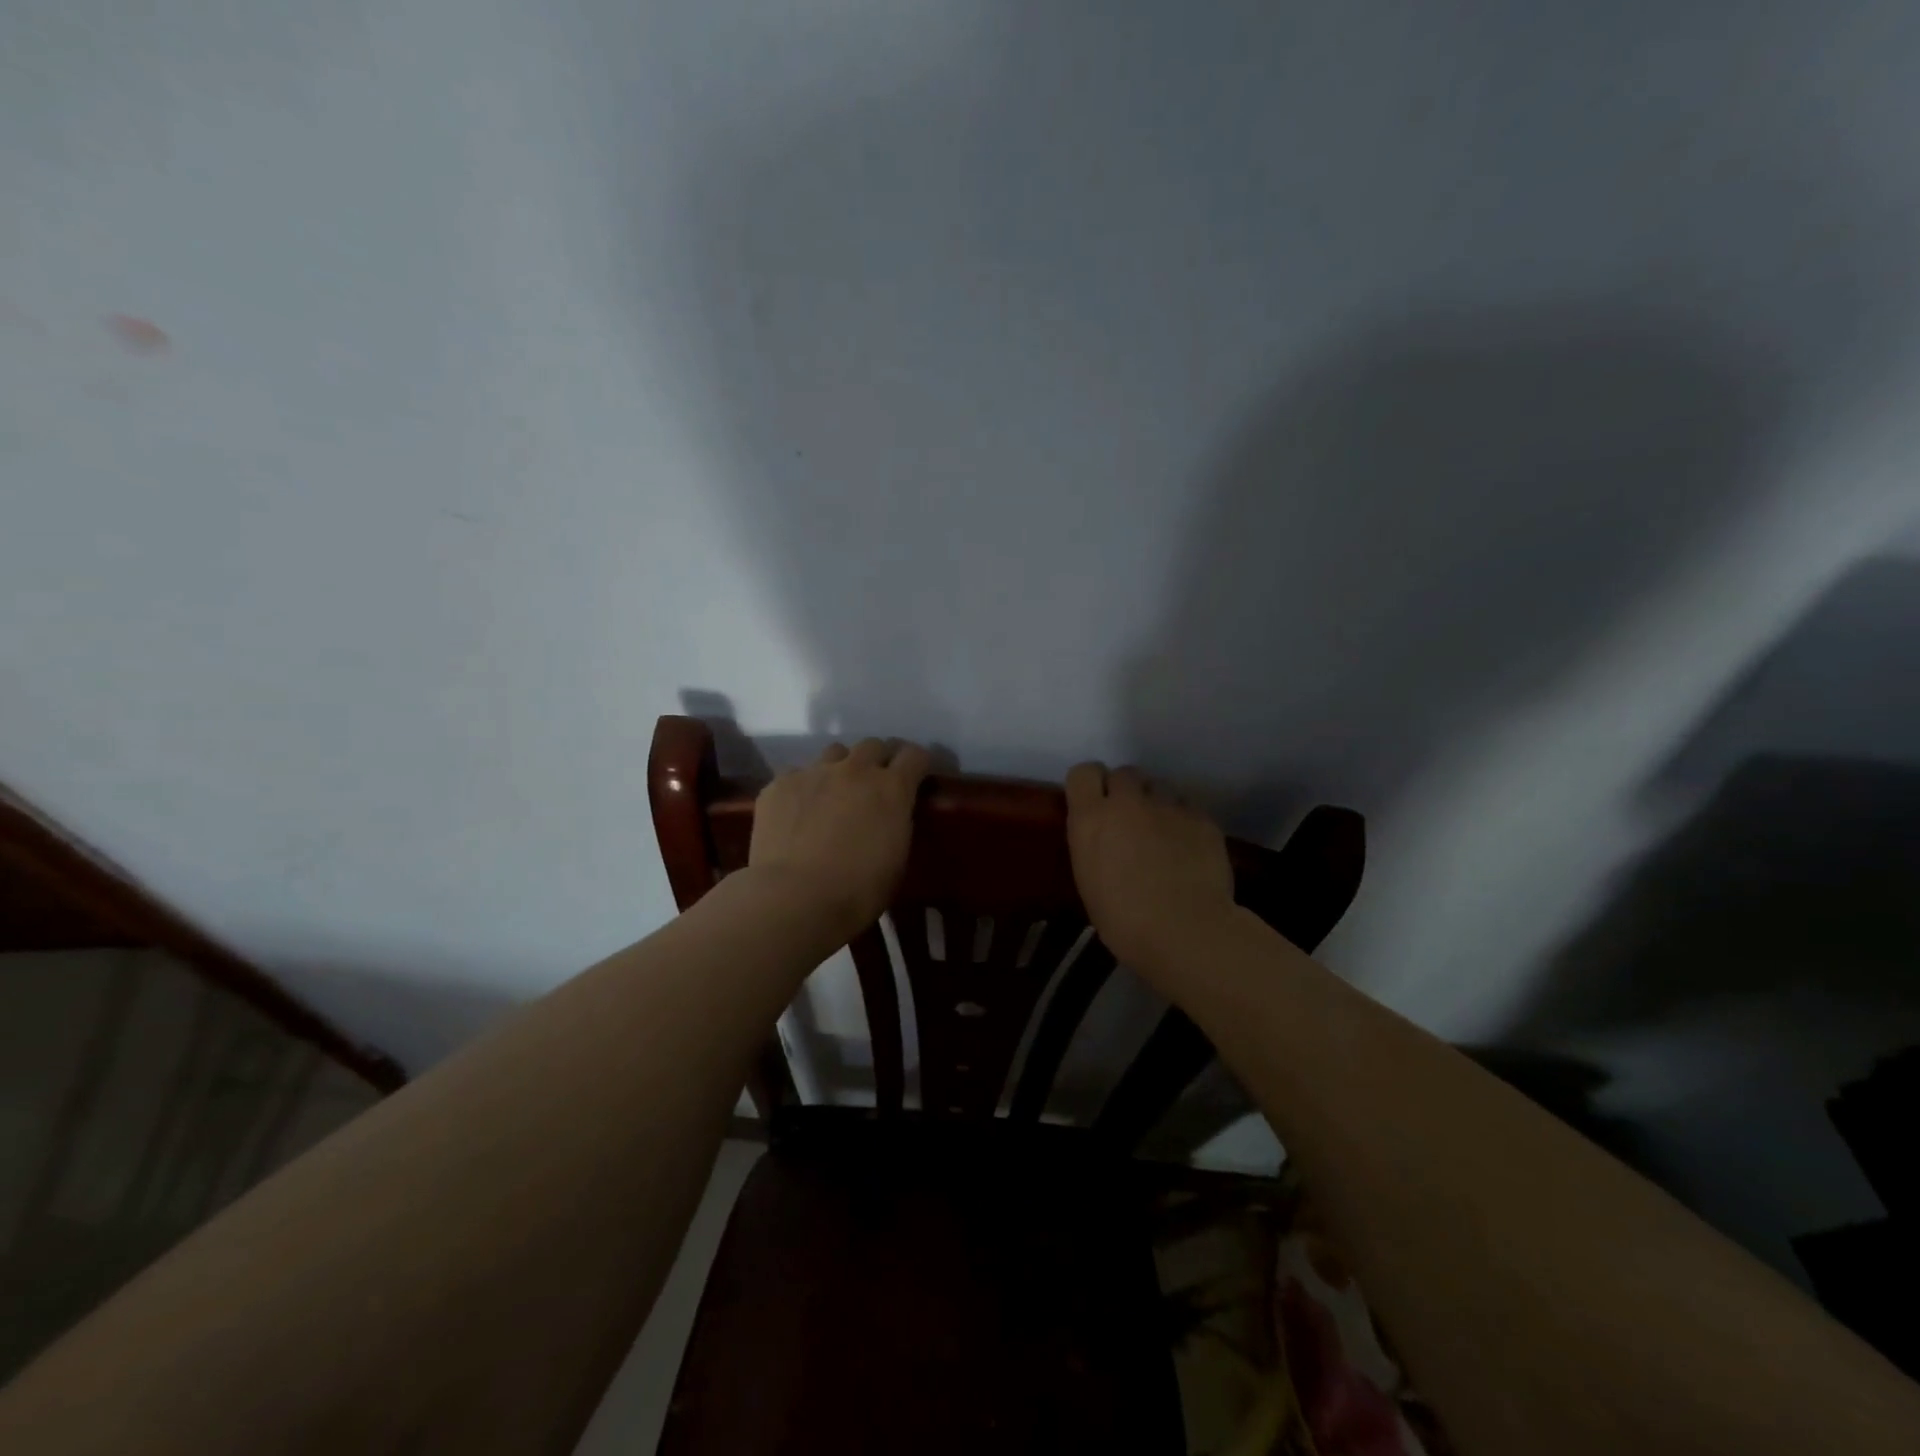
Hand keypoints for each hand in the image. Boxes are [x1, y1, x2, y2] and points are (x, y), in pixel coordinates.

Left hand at [749, 738, 930, 940]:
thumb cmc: (857, 891)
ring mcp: (814, 772)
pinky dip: (803, 788)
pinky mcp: (780, 784)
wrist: (795, 898)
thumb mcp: (897, 859)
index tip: (915, 778)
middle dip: (878, 760)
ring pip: (834, 753)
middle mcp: (855, 770)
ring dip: (841, 767)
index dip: (917, 764)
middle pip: (873, 745)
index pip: (914, 755)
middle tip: (874, 785)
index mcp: (891, 788)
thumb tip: (892, 814)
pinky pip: (797, 774)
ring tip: (834, 793)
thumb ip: (898, 824)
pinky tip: (797, 813)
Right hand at [1065, 763, 1236, 977]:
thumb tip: (1105, 840)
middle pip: (1124, 773)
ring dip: (1156, 803)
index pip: (1083, 773)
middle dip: (1125, 791)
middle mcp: (1128, 802)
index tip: (1094, 803)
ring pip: (1159, 787)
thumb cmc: (1125, 921)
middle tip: (1129, 820)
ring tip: (1162, 832)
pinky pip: (1188, 808)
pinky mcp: (1202, 818)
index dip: (1090, 785)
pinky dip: (1184, 822)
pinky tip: (1188, 848)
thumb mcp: (1089, 881)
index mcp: (1092, 819)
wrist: (1185, 931)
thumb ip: (1094, 846)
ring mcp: (1169, 806)